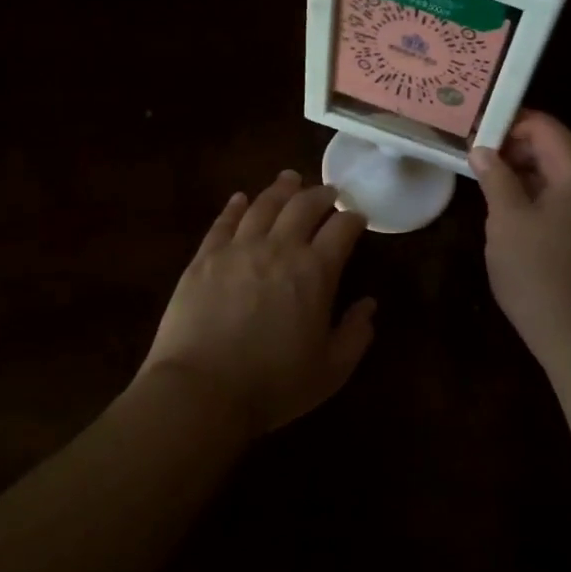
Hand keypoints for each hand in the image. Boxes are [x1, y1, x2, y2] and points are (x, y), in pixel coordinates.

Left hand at [140, 171, 375, 437]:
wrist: (201, 391)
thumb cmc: (273, 385)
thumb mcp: (330, 370)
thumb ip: (355, 334)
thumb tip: (369, 305)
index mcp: (316, 271)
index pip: (342, 228)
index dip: (353, 218)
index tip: (358, 218)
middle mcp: (279, 247)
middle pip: (303, 205)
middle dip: (321, 194)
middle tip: (328, 192)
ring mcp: (238, 248)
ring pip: (263, 204)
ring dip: (281, 189)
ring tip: (290, 180)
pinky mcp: (205, 257)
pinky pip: (224, 221)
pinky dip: (236, 206)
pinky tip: (241, 199)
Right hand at [470, 112, 570, 360]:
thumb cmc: (538, 272)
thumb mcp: (507, 220)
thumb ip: (495, 178)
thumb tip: (482, 149)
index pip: (546, 128)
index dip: (510, 123)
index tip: (474, 131)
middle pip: (551, 150)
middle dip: (512, 148)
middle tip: (472, 155)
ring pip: (552, 177)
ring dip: (518, 173)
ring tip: (481, 179)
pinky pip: (557, 200)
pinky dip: (530, 195)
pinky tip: (503, 208)